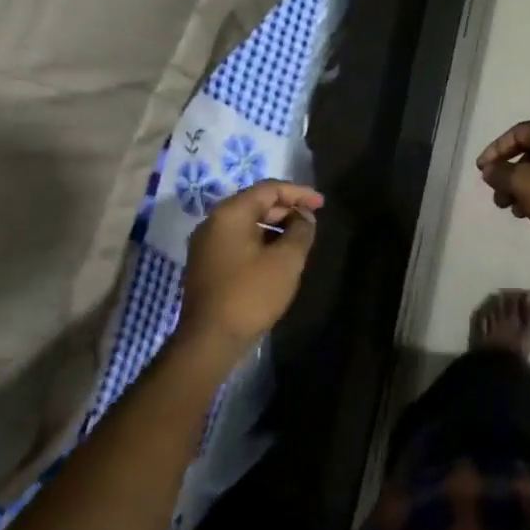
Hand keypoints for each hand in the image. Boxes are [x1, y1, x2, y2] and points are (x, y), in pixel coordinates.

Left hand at [177, 180, 322, 366]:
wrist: (210, 340)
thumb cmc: (251, 294)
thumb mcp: (286, 260)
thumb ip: (301, 231)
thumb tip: (304, 217)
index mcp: (230, 213)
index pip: (269, 189)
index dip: (299, 193)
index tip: (322, 203)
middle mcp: (213, 222)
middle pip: (255, 203)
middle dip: (287, 209)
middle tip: (312, 221)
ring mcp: (206, 244)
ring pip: (247, 223)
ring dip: (275, 227)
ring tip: (299, 239)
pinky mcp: (206, 264)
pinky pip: (238, 241)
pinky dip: (261, 241)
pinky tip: (278, 256)